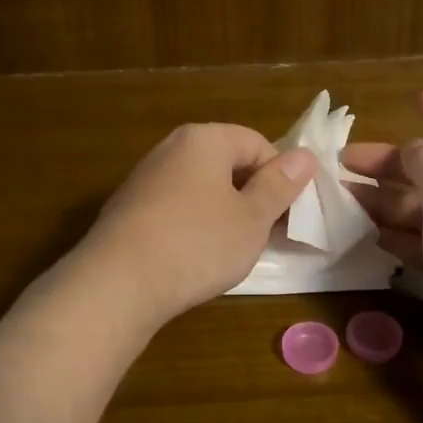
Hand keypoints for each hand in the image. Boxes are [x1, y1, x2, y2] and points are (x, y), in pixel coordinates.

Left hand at [75, 123, 315, 331]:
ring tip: (229, 250)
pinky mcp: (127, 208)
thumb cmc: (197, 244)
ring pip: (200, 187)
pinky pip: (174, 207)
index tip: (286, 215)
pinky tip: (192, 258)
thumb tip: (305, 155)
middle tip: (262, 234)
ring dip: (222, 213)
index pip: (257, 143)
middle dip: (250, 195)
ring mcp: (144, 178)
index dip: (279, 178)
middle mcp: (171, 148)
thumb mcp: (252, 218)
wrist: (117, 283)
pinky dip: (191, 226)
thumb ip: (280, 185)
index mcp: (204, 139)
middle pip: (227, 163)